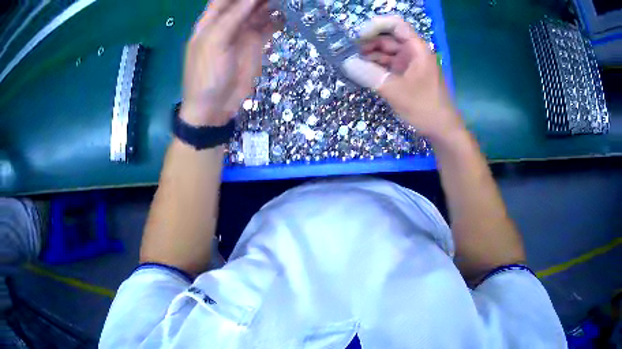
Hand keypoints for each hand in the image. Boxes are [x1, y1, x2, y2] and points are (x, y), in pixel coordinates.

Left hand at [181, 0, 279, 125]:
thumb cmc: (206, 75)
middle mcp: (228, 22)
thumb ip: (232, 17)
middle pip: (245, 1)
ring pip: (259, 10)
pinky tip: (290, 12)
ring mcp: (243, 32)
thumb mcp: (214, 43)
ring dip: (272, 2)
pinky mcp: (256, 43)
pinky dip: (278, 18)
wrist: (215, 107)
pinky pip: (269, 25)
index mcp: (211, 20)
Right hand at [342, 15, 461, 138]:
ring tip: (351, 63)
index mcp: (417, 49)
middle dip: (368, 42)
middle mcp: (413, 53)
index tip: (358, 37)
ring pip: (386, 53)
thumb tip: (346, 63)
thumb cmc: (425, 108)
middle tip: (348, 52)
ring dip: (369, 56)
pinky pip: (387, 66)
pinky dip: (375, 67)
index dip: (376, 26)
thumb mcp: (397, 91)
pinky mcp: (405, 76)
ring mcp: (409, 65)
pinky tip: (361, 72)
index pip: (396, 25)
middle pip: (388, 38)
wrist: (442, 130)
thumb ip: (371, 76)